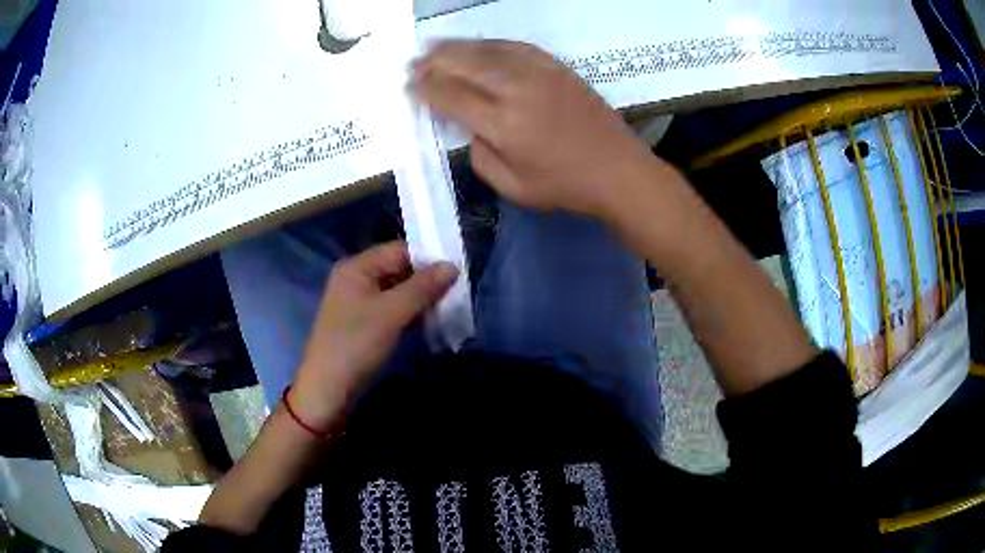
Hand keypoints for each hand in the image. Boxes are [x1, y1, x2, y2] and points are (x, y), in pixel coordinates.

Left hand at [288, 241, 457, 430]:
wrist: (328, 389)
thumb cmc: (356, 344)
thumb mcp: (392, 313)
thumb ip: (423, 287)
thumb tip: (453, 265)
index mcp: (357, 267)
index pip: (399, 250)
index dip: (428, 258)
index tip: (458, 270)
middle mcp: (356, 279)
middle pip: (398, 270)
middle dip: (427, 281)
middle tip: (458, 291)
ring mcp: (358, 303)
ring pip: (397, 292)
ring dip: (421, 299)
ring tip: (450, 307)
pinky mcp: (363, 323)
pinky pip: (391, 310)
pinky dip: (410, 314)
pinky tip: (431, 322)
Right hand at [412, 40, 661, 219]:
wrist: (617, 170)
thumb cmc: (564, 185)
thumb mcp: (512, 186)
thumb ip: (479, 154)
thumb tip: (468, 125)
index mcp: (503, 124)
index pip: (450, 96)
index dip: (425, 89)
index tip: (410, 87)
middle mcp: (517, 89)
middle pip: (463, 63)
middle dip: (433, 62)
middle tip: (414, 63)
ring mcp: (539, 72)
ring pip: (487, 48)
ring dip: (456, 47)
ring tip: (435, 47)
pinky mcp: (556, 66)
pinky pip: (515, 45)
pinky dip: (490, 43)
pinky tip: (478, 46)